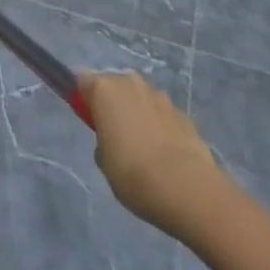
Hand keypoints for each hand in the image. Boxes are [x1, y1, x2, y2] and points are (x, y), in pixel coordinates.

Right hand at [79, 71, 227, 237]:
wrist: (187, 189)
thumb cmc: (132, 173)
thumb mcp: (104, 160)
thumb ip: (103, 140)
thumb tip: (114, 138)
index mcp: (104, 89)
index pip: (81, 81)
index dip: (82, 98)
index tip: (86, 118)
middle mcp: (130, 83)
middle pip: (114, 86)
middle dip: (113, 104)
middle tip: (114, 136)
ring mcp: (160, 97)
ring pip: (140, 99)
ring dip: (138, 114)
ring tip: (143, 149)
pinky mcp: (183, 114)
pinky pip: (162, 115)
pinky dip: (159, 127)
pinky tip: (165, 156)